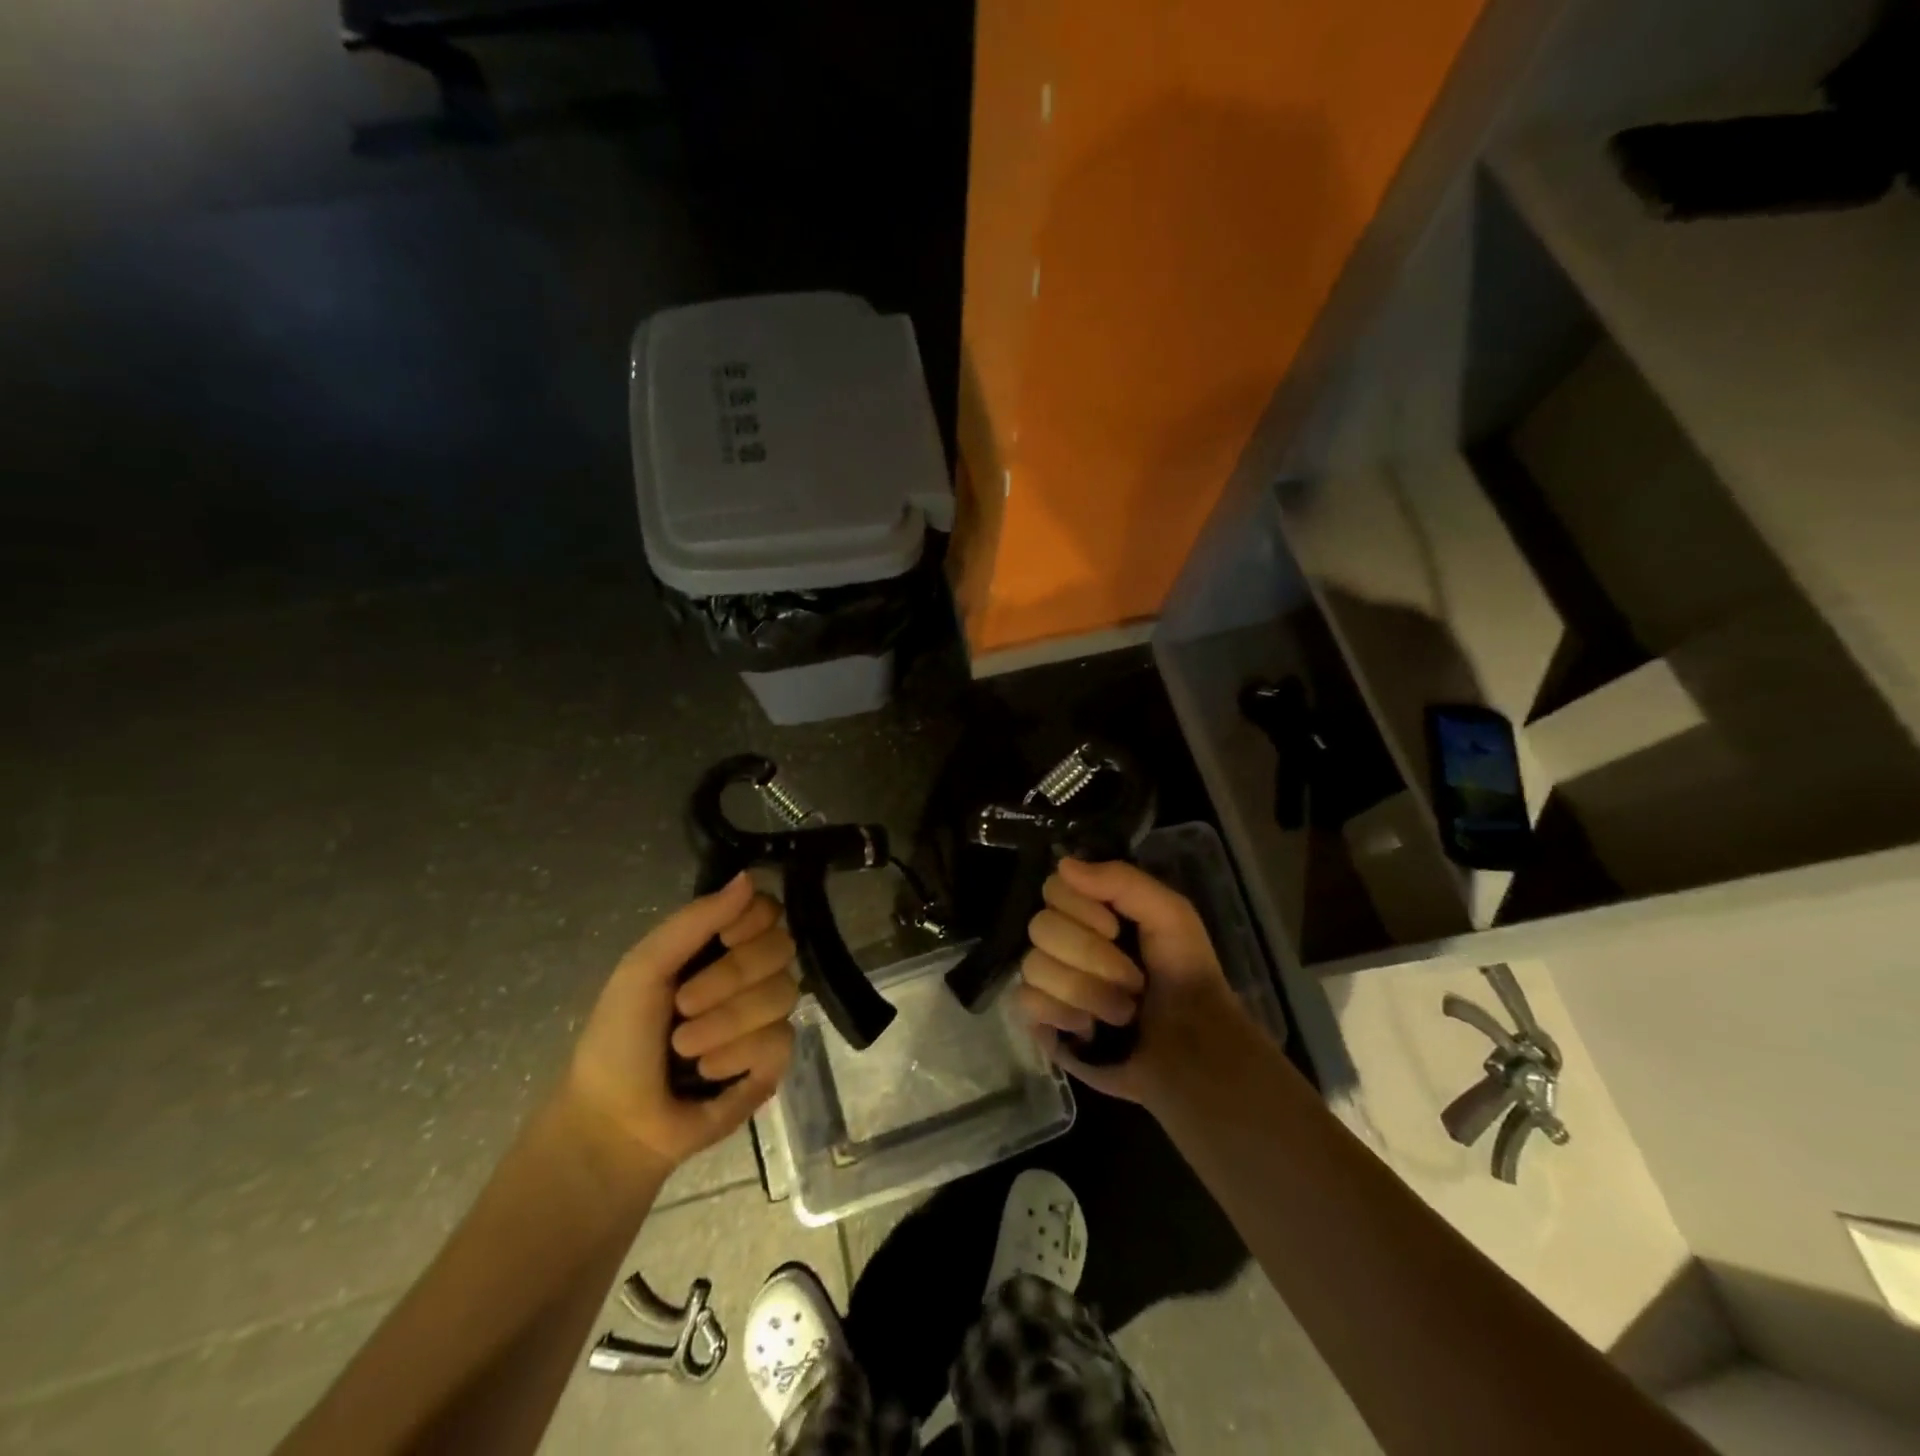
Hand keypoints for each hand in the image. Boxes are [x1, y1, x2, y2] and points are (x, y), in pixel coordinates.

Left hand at [566, 873, 798, 1176]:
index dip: (752, 922)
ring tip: (686, 1049)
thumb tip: (750, 877)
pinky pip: (780, 1039)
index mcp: (719, 946)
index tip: (723, 939)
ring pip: (782, 994)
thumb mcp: (645, 967)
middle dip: (730, 977)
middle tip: (684, 1005)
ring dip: (725, 1022)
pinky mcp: (774, 1061)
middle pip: (781, 947)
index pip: (768, 911)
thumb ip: (696, 920)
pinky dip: (736, 1055)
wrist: (614, 1121)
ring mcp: (766, 1017)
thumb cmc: (619, 1038)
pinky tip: (708, 1073)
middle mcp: (750, 974)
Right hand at [1016, 857, 1256, 1115]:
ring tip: (1122, 1011)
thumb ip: (1122, 880)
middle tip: (1131, 980)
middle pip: (1040, 927)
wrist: (1194, 1053)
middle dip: (1092, 956)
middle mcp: (1063, 939)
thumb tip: (1064, 864)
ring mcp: (1049, 981)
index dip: (1082, 908)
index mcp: (1090, 909)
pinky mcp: (1042, 1022)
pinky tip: (1090, 1029)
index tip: (1116, 928)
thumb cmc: (1187, 977)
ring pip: (1033, 966)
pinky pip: (1025, 1002)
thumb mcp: (1171, 915)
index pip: (1053, 887)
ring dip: (1087, 991)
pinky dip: (1063, 1014)